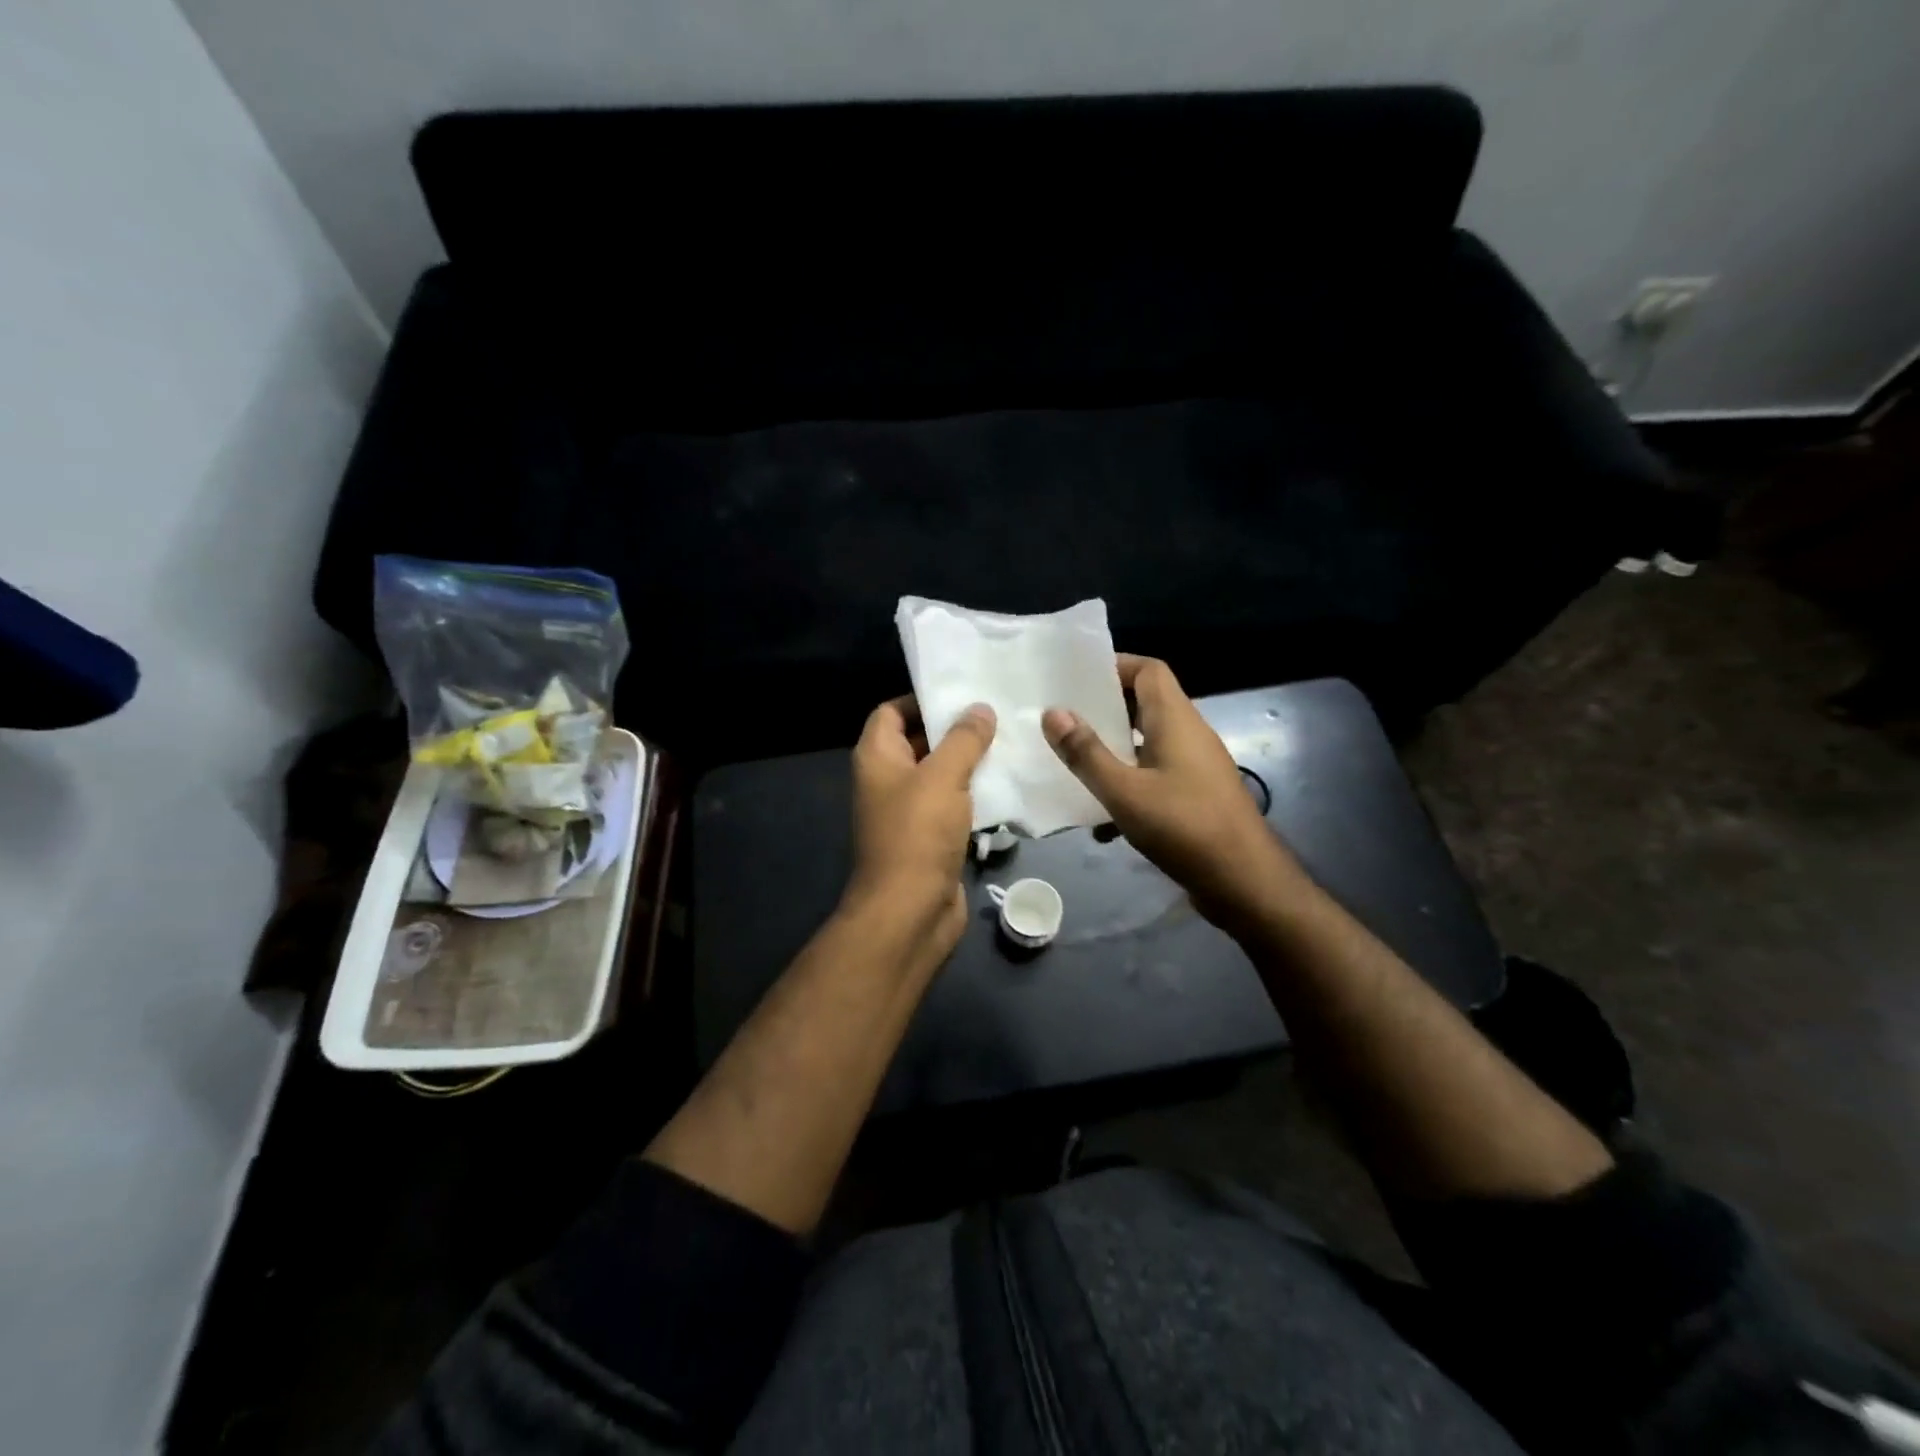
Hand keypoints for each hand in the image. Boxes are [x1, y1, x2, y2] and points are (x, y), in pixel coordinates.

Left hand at [845, 696, 996, 958]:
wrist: (910, 911)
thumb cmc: (918, 834)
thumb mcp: (943, 776)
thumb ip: (963, 739)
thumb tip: (979, 709)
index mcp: (877, 757)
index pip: (891, 711)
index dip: (921, 699)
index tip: (962, 692)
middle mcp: (888, 780)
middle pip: (919, 741)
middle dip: (954, 728)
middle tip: (997, 713)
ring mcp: (908, 811)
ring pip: (940, 775)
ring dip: (969, 762)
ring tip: (1010, 741)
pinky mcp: (930, 838)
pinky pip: (953, 805)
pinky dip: (974, 794)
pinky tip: (1008, 783)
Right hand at [1042, 655, 1306, 933]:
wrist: (1245, 882)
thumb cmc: (1183, 827)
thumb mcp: (1124, 791)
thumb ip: (1086, 753)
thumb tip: (1053, 712)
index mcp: (1175, 720)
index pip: (1149, 670)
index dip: (1114, 665)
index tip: (1076, 679)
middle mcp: (1189, 735)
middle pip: (1145, 705)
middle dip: (1105, 712)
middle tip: (1065, 722)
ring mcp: (1196, 767)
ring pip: (1148, 745)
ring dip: (1114, 753)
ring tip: (1075, 768)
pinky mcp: (1197, 796)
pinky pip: (1156, 777)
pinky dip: (1130, 788)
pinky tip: (1103, 823)